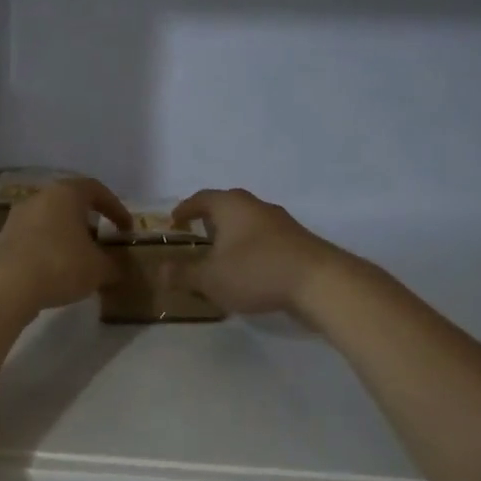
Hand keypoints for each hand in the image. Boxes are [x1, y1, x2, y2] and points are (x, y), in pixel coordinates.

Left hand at [0, 178, 131, 313]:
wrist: (5, 286)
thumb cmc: (60, 264)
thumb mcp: (98, 269)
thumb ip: (113, 265)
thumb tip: (118, 268)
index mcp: (66, 193)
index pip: (96, 189)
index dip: (115, 208)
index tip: (126, 229)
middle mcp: (40, 197)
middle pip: (70, 204)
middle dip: (88, 223)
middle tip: (101, 243)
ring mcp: (17, 217)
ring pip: (50, 221)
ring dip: (66, 237)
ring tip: (79, 261)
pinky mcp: (2, 239)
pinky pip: (33, 239)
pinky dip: (47, 250)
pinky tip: (54, 273)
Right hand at [172, 188, 343, 316]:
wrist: (320, 282)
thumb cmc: (256, 271)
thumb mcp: (210, 278)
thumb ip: (183, 274)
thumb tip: (159, 271)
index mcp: (231, 205)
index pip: (201, 198)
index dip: (185, 209)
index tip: (174, 221)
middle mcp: (256, 205)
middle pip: (227, 206)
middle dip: (210, 220)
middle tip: (197, 236)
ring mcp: (281, 222)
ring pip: (248, 223)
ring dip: (233, 236)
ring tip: (222, 256)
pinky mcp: (298, 242)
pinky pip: (265, 239)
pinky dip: (252, 249)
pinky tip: (250, 270)